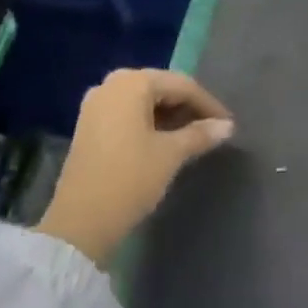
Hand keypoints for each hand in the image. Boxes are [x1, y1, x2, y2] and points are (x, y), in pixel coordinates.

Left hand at [35, 69, 233, 266]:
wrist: (78, 225)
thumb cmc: (129, 180)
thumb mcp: (170, 155)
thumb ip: (199, 135)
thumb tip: (227, 126)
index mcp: (132, 82)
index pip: (181, 85)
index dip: (208, 104)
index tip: (228, 124)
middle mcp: (111, 83)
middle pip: (160, 88)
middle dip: (188, 107)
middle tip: (212, 130)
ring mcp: (96, 103)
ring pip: (143, 101)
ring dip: (169, 116)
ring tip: (193, 137)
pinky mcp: (88, 124)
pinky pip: (127, 113)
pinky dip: (149, 122)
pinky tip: (164, 141)